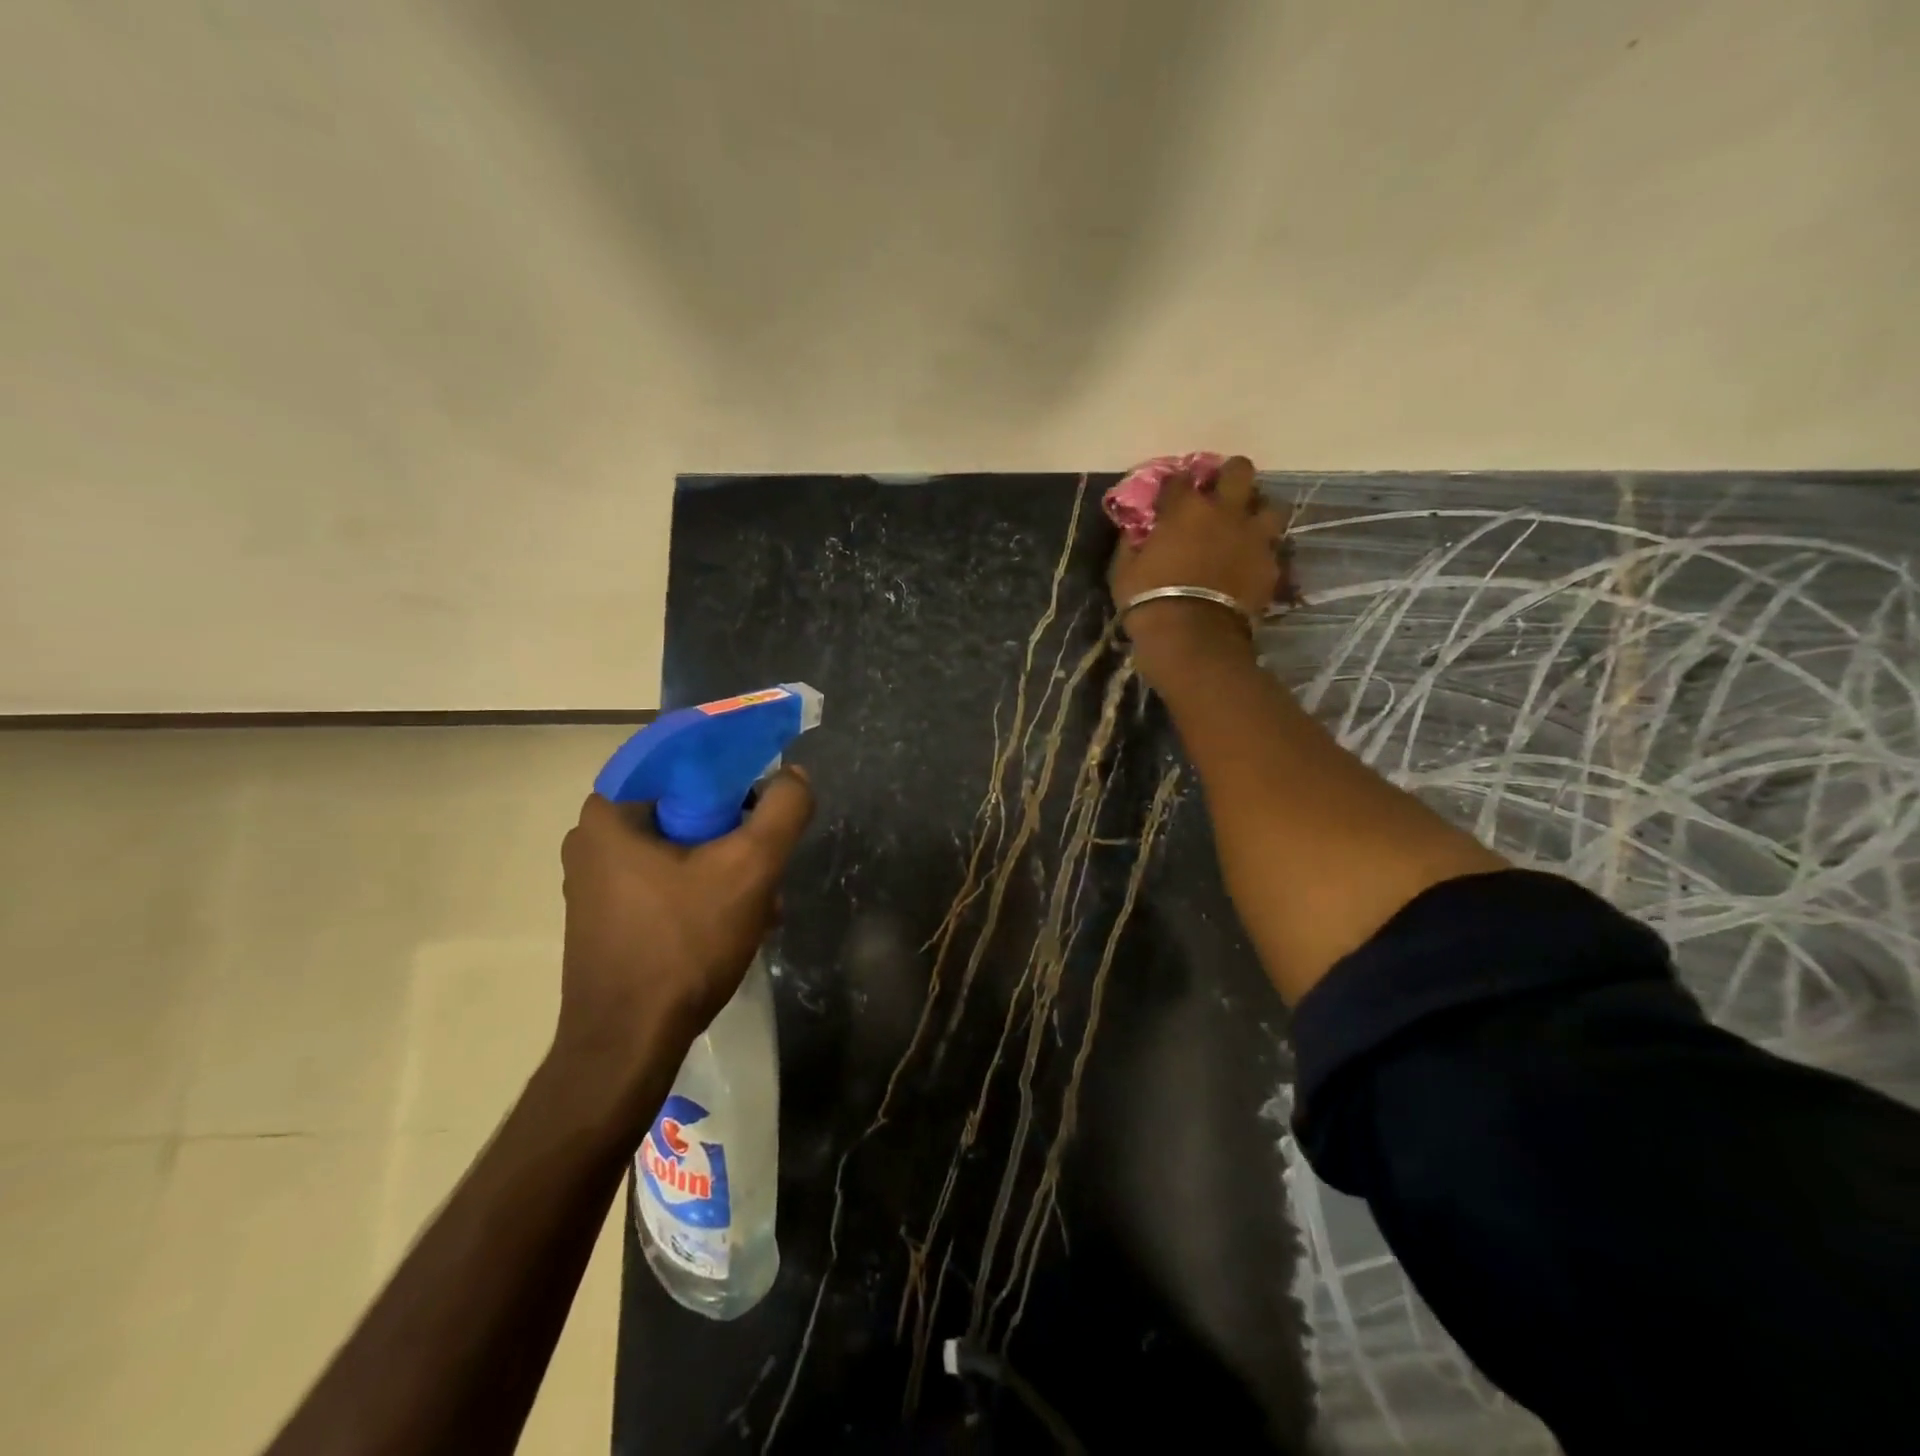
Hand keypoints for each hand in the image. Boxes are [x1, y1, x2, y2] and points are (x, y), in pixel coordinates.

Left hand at [554, 769, 814, 1097]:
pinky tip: (739, 921)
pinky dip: (705, 888)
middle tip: (771, 853)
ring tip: (764, 900)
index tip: (768, 789)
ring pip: (680, 846)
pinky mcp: (607, 916)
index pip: (681, 756)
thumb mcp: (749, 869)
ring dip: (728, 864)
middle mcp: (594, 837)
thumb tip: (794, 776)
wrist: (628, 1046)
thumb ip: (782, 811)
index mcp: (611, 811)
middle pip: (685, 805)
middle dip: (737, 828)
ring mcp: (596, 880)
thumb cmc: (683, 945)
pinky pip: (666, 879)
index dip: (734, 764)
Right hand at [1109, 455, 1283, 684]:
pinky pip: (1272, 547)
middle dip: (1229, 477)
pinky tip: (1249, 563)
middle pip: (1238, 471)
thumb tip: (1133, 531)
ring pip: (1269, 505)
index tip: (1169, 497)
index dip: (1175, 485)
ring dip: (1256, 512)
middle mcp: (1225, 511)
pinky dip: (1261, 551)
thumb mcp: (1124, 571)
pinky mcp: (1271, 564)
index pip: (1180, 478)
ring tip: (1244, 527)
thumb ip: (1131, 543)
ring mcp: (1253, 536)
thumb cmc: (1149, 600)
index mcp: (1185, 508)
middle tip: (1219, 495)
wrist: (1192, 637)